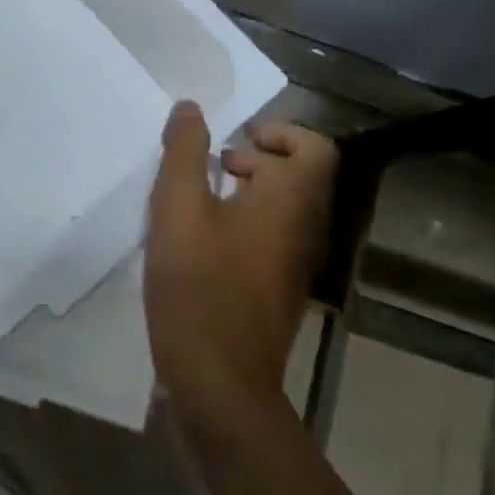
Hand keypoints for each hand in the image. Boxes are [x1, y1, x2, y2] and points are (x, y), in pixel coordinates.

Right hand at [145, 102, 336, 427]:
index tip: (238, 138)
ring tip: (200, 199)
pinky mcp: (278, 293)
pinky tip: (200, 241)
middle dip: (259, 159)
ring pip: (285, 209)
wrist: (220, 386)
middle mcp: (305, 230)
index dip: (281, 132)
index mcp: (290, 202)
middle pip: (301, 176)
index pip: (316, 148)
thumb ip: (185, 152)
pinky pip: (273, 238)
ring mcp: (296, 266)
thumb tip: (191, 108)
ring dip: (249, 192)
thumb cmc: (199, 286)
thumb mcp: (178, 208)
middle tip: (215, 165)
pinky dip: (246, 223)